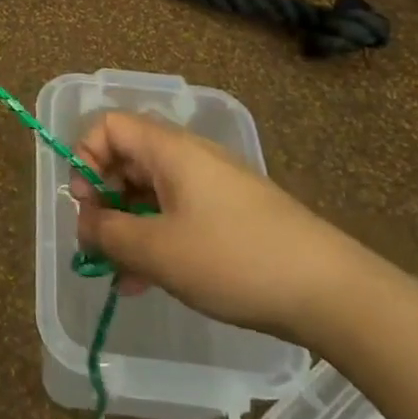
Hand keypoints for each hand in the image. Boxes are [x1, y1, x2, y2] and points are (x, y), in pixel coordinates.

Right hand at [70, 111, 379, 342]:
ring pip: (151, 194)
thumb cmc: (234, 259)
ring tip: (120, 276)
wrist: (332, 292)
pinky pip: (177, 216)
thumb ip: (109, 233)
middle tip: (98, 244)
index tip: (85, 203)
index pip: (109, 126)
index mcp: (169, 150)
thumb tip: (85, 223)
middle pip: (127, 160)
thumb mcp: (158, 250)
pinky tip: (149, 283)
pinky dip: (157, 240)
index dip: (85, 157)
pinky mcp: (231, 216)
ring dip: (128, 228)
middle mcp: (189, 158)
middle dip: (103, 201)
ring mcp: (213, 187)